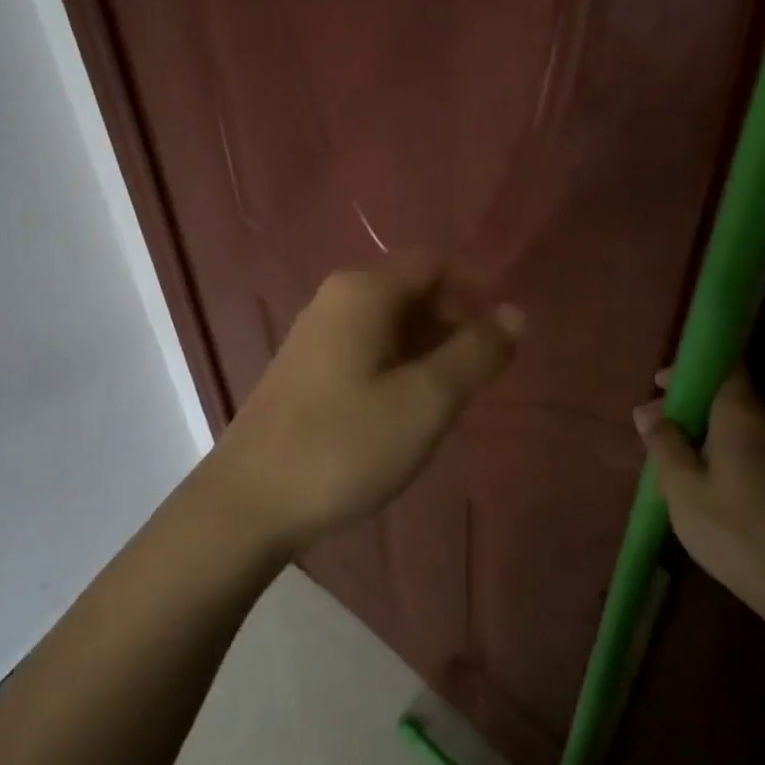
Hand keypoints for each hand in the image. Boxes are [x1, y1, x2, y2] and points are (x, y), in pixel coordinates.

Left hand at [203, 253, 522, 557]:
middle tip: (481, 376)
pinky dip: (398, 365)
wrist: (249, 501)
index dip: (476, 289)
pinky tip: (407, 409)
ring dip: (428, 348)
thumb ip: (475, 353)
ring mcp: (316, 333)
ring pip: (390, 323)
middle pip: (411, 289)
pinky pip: (367, 348)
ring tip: (451, 398)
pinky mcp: (306, 368)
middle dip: (454, 322)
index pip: (434, 263)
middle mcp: (336, 298)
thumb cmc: (344, 445)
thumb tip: (515, 312)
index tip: (504, 335)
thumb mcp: (425, 401)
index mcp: (363, 291)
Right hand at [633, 371, 764, 618]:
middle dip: (686, 401)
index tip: (661, 382)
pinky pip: (738, 445)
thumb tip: (647, 411)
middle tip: (650, 421)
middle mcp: (761, 426)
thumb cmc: (728, 525)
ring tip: (662, 450)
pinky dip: (710, 447)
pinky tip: (687, 473)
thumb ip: (663, 441)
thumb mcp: (680, 482)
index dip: (693, 367)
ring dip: (696, 427)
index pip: (725, 368)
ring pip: (729, 423)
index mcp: (739, 417)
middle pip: (725, 395)